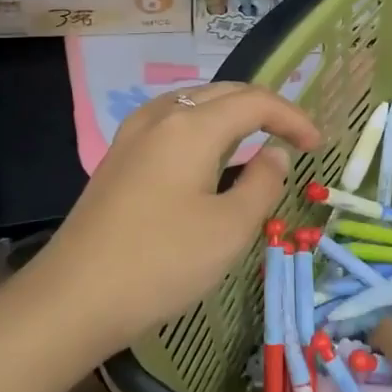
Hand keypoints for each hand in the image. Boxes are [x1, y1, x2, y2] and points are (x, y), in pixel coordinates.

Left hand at [25, 83, 320, 357]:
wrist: (74, 297)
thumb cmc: (161, 263)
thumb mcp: (229, 229)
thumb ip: (263, 183)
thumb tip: (275, 153)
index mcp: (191, 126)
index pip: (255, 101)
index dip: (293, 117)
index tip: (318, 145)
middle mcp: (160, 117)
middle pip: (223, 93)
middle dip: (264, 109)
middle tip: (294, 139)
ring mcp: (132, 135)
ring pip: (194, 105)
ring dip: (231, 116)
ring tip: (257, 143)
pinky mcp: (118, 157)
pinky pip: (171, 125)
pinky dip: (203, 130)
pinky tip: (209, 160)